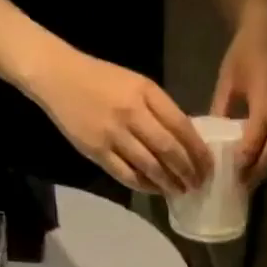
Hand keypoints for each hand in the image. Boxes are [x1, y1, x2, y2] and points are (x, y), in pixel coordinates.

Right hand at [30, 45, 211, 194]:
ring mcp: (113, 133)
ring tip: (181, 191)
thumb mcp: (136, 84)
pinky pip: (127, 174)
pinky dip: (145, 185)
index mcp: (146, 92)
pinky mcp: (97, 151)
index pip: (182, 127)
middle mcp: (132, 113)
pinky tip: (156, 189)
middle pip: (169, 149)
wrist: (57, 75)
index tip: (208, 166)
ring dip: (169, 182)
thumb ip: (160, 110)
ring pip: (150, 166)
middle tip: (198, 184)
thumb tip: (186, 142)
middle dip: (188, 171)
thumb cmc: (102, 79)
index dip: (198, 151)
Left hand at [211, 6, 266, 186]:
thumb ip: (221, 108)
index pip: (260, 124)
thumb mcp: (227, 79)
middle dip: (260, 165)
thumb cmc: (243, 54)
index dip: (250, 147)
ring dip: (265, 166)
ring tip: (248, 183)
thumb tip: (208, 141)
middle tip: (242, 184)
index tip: (235, 166)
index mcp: (265, 87)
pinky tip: (255, 169)